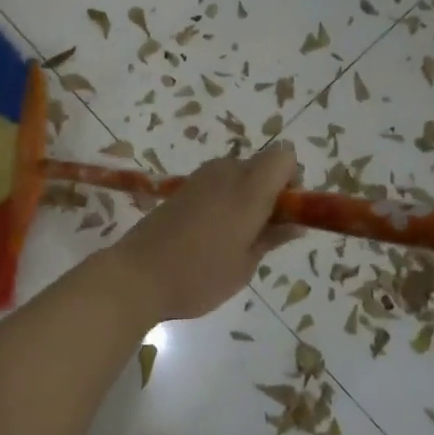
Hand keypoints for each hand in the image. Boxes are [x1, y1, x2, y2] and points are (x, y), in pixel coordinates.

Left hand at [113, 143, 303, 321]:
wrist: (136, 276)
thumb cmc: (198, 276)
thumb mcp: (245, 265)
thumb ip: (272, 237)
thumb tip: (296, 224)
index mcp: (248, 189)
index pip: (284, 158)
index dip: (292, 181)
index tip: (284, 213)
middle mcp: (224, 173)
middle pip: (260, 165)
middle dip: (268, 190)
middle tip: (260, 231)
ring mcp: (198, 179)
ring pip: (236, 174)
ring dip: (243, 195)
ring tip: (233, 237)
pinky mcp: (179, 190)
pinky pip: (214, 184)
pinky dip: (222, 200)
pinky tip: (208, 234)